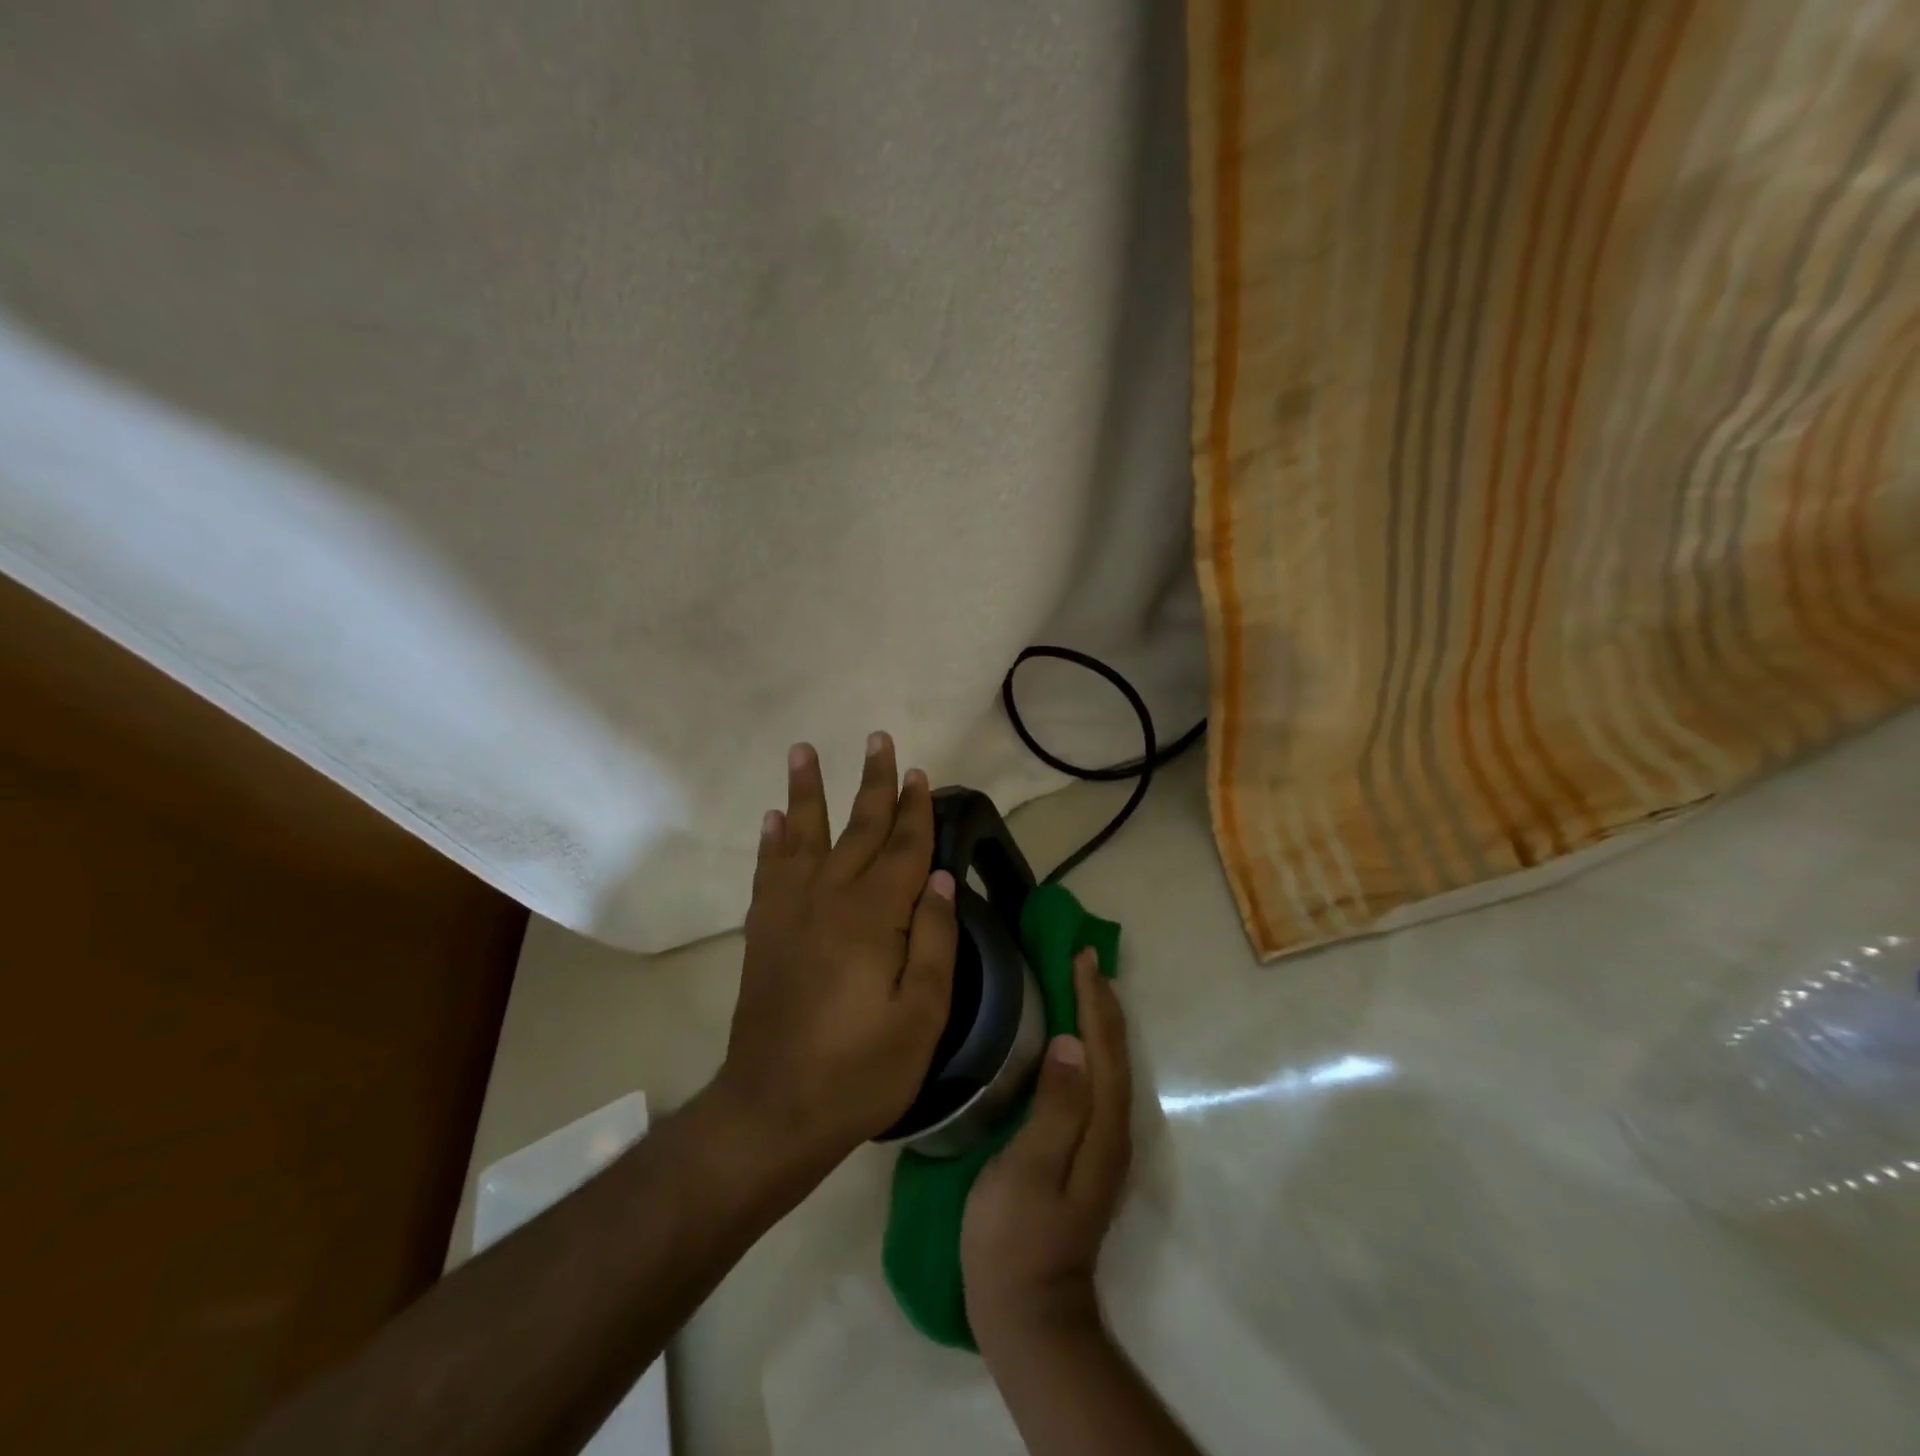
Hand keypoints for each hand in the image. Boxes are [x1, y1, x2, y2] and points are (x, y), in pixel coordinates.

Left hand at [715, 734, 957, 1172]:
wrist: (773, 1108)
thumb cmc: (860, 1070)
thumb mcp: (922, 1016)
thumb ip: (934, 942)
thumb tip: (940, 880)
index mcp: (875, 917)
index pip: (904, 848)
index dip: (916, 810)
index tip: (921, 773)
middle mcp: (830, 898)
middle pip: (858, 828)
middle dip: (873, 783)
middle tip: (877, 739)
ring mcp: (790, 912)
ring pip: (803, 835)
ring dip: (807, 791)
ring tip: (804, 750)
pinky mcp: (763, 930)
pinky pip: (769, 870)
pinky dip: (772, 840)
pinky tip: (774, 818)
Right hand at [961, 950, 1132, 1348]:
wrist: (1028, 1316)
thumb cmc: (1015, 1239)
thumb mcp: (1027, 1172)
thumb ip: (1055, 1108)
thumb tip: (1072, 1043)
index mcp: (1102, 1128)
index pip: (1104, 1047)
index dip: (1093, 999)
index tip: (1079, 956)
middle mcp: (1113, 1130)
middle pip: (1115, 1052)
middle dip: (1101, 1001)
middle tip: (1082, 958)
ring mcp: (1103, 1145)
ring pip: (1109, 1065)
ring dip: (1099, 1020)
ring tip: (1081, 984)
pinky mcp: (1087, 1153)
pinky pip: (1096, 1081)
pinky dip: (1090, 1047)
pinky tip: (1072, 1040)